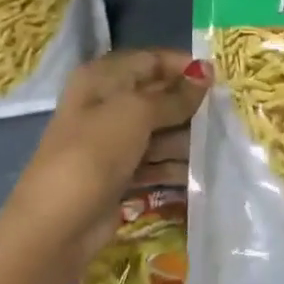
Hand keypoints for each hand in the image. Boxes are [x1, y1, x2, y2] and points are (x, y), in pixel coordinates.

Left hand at [5, 49, 209, 256]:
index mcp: (101, 79)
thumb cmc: (94, 153)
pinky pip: (154, 163)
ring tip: (218, 147)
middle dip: (189, 105)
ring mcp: (112, 143)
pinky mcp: (119, 175)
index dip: (182, 66)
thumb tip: (206, 72)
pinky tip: (201, 174)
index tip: (218, 79)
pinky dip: (174, 167)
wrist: (58, 223)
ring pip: (158, 132)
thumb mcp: (136, 114)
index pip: (149, 60)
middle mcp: (105, 106)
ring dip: (186, 139)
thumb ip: (174, 96)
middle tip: (225, 116)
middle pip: (156, 97)